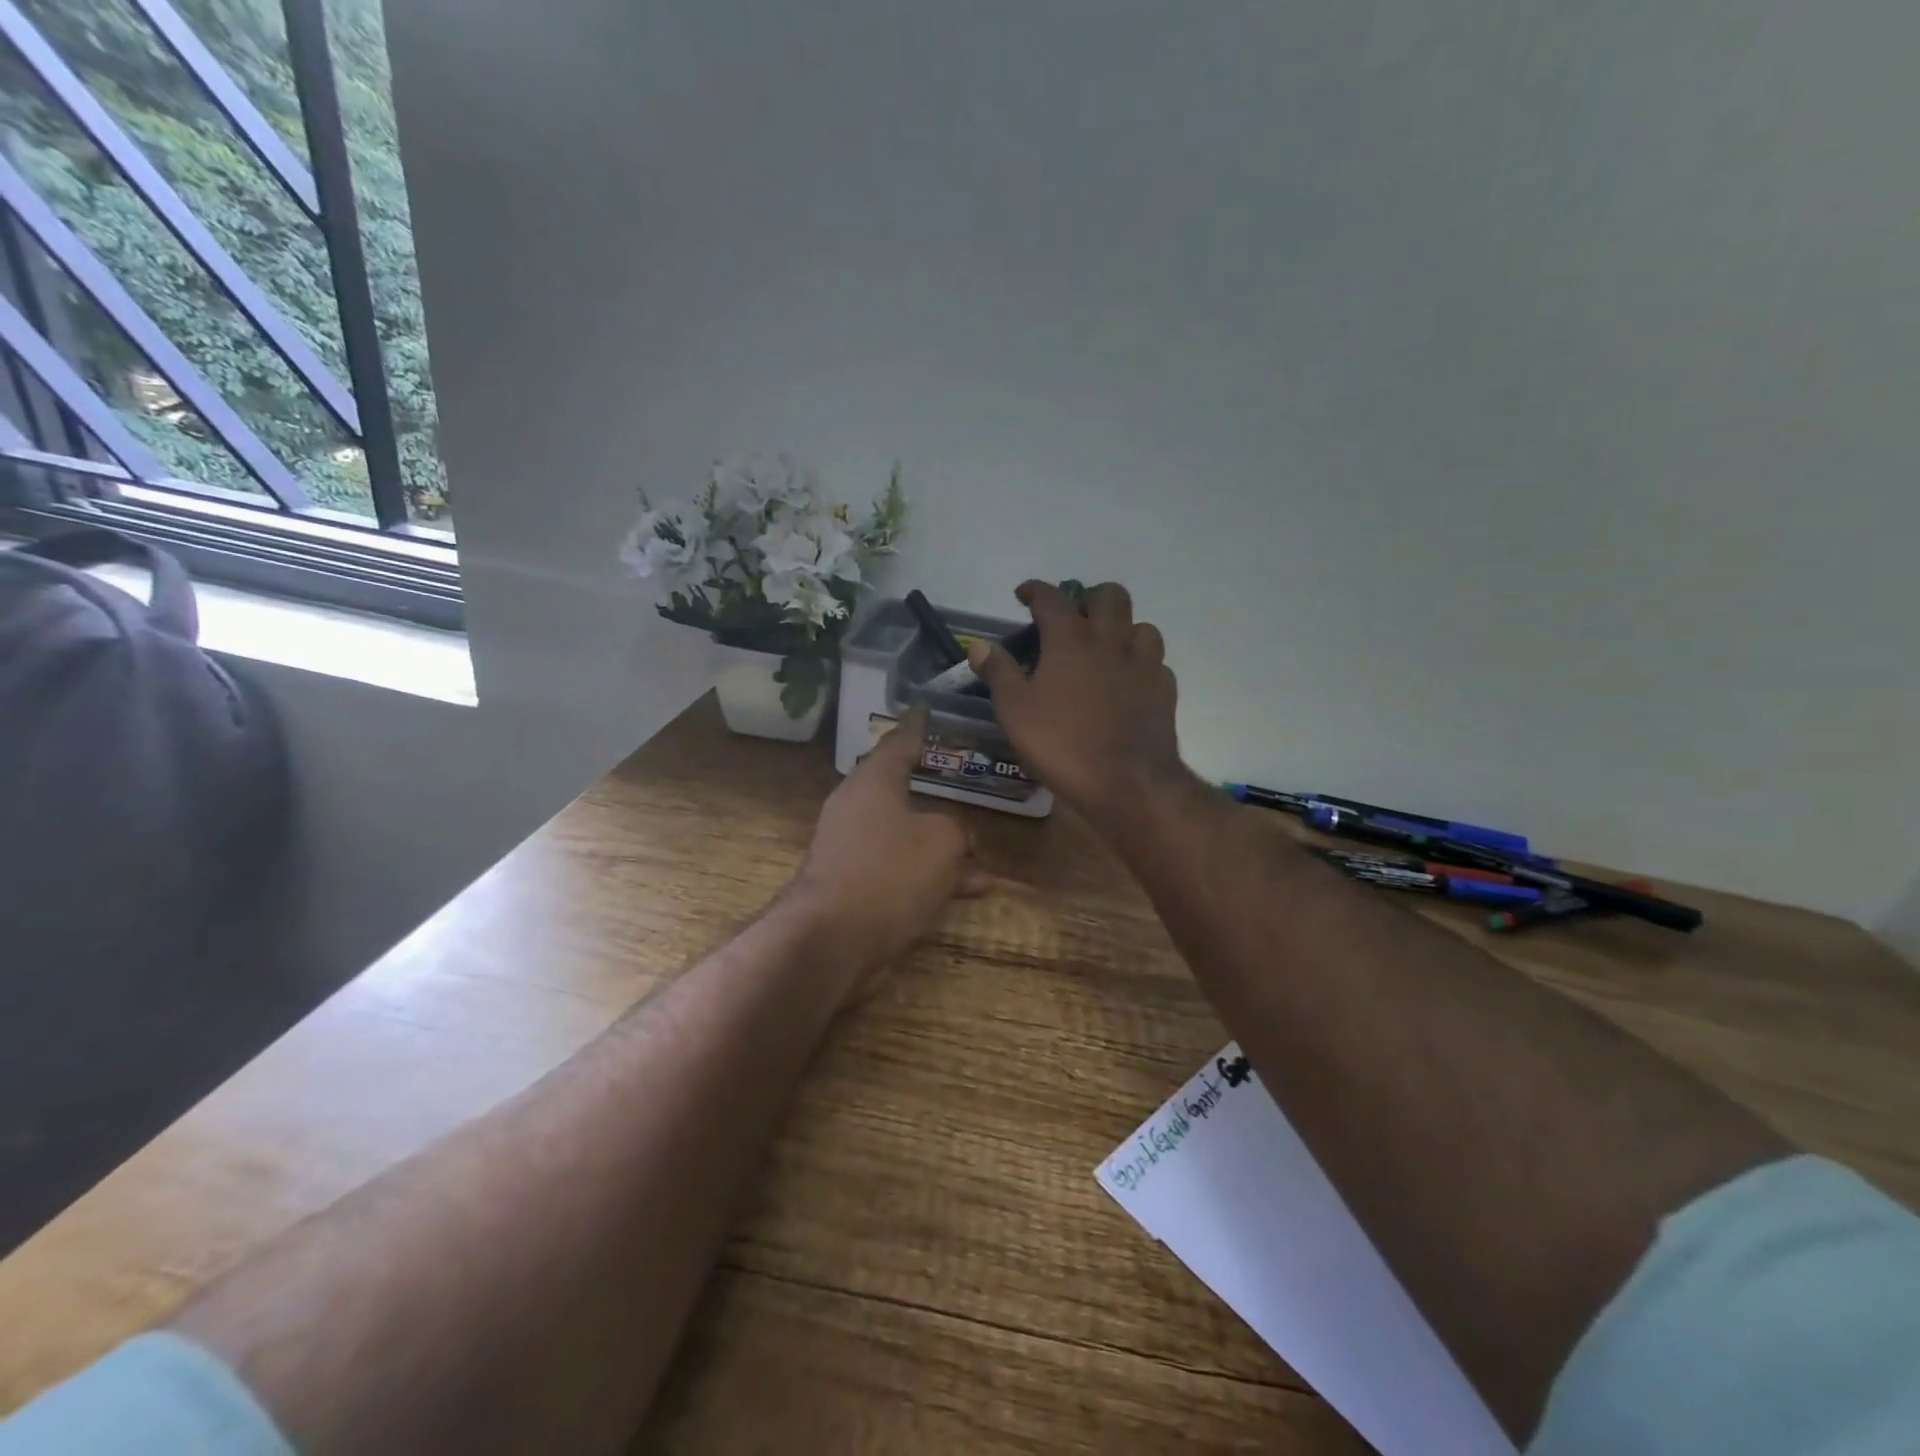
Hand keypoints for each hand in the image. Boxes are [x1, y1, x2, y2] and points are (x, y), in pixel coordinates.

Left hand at [785, 704, 991, 990]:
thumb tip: (955, 836)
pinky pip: (900, 869)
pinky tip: (971, 891)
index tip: (925, 709)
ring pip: (905, 835)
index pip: (899, 742)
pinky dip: (930, 875)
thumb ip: (955, 830)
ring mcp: (852, 848)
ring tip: (980, 855)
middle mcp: (857, 808)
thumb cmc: (890, 872)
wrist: (831, 939)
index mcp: (873, 782)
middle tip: (955, 775)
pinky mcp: (853, 885)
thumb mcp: (942, 842)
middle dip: (930, 787)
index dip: (918, 726)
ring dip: (941, 845)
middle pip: (898, 788)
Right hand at [968, 581, 1185, 827]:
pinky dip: (1139, 663)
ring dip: (1121, 629)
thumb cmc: (1063, 744)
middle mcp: (1111, 641)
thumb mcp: (1015, 711)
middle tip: (1072, 618)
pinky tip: (1128, 682)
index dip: (1035, 590)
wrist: (1128, 782)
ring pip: (1141, 625)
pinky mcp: (1164, 689)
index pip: (1052, 598)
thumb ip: (999, 673)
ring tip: (1104, 649)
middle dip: (1088, 597)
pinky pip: (1155, 662)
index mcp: (1071, 639)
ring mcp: (1144, 664)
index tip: (1024, 594)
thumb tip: (980, 645)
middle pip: (1109, 596)